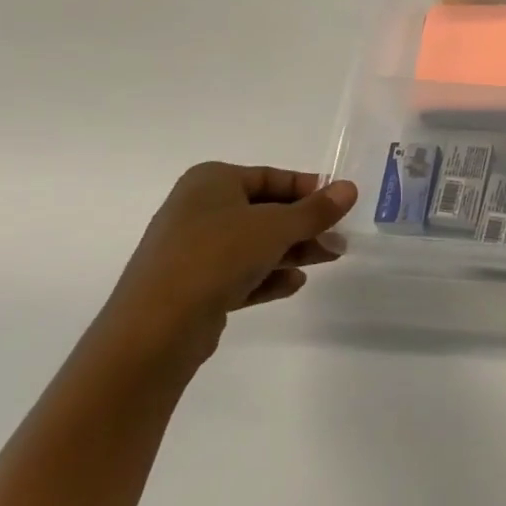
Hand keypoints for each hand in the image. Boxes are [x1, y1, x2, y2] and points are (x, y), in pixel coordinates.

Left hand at [96, 163, 358, 370]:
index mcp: (211, 181)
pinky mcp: (192, 286)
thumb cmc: (217, 256)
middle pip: (265, 212)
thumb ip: (316, 210)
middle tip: (339, 240)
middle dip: (304, 226)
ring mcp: (192, 250)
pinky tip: (294, 284)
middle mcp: (198, 209)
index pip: (271, 177)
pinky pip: (238, 273)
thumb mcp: (276, 227)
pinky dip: (267, 276)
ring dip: (292, 251)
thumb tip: (350, 188)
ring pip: (254, 244)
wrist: (155, 328)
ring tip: (328, 260)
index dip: (309, 189)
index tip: (339, 205)